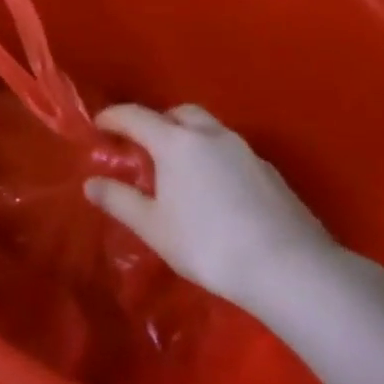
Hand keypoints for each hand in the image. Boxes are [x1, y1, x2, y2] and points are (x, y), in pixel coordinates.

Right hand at [85, 103, 337, 314]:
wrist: (292, 270)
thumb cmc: (209, 244)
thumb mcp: (154, 227)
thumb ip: (120, 201)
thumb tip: (91, 183)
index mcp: (175, 142)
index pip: (135, 116)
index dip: (113, 117)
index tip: (99, 125)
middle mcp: (210, 135)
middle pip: (178, 113)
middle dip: (158, 122)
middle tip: (146, 146)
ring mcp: (246, 152)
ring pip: (209, 130)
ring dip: (190, 139)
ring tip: (182, 170)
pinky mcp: (271, 174)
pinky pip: (232, 154)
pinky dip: (216, 160)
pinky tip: (217, 192)